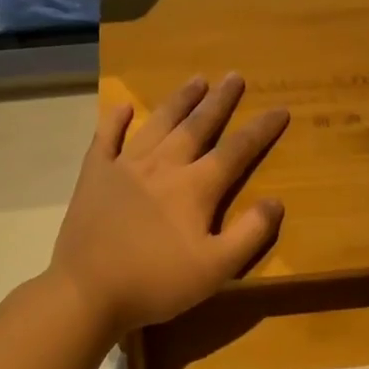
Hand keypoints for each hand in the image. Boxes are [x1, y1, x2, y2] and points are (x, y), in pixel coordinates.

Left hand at [50, 74, 288, 335]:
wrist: (87, 292)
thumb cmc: (156, 283)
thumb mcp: (216, 269)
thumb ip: (249, 234)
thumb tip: (276, 202)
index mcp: (194, 188)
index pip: (236, 150)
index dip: (260, 130)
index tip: (280, 108)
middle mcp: (162, 166)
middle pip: (197, 126)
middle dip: (220, 101)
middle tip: (235, 76)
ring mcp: (124, 167)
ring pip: (158, 124)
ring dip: (179, 101)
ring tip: (196, 80)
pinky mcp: (94, 176)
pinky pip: (105, 139)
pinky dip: (116, 120)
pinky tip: (124, 107)